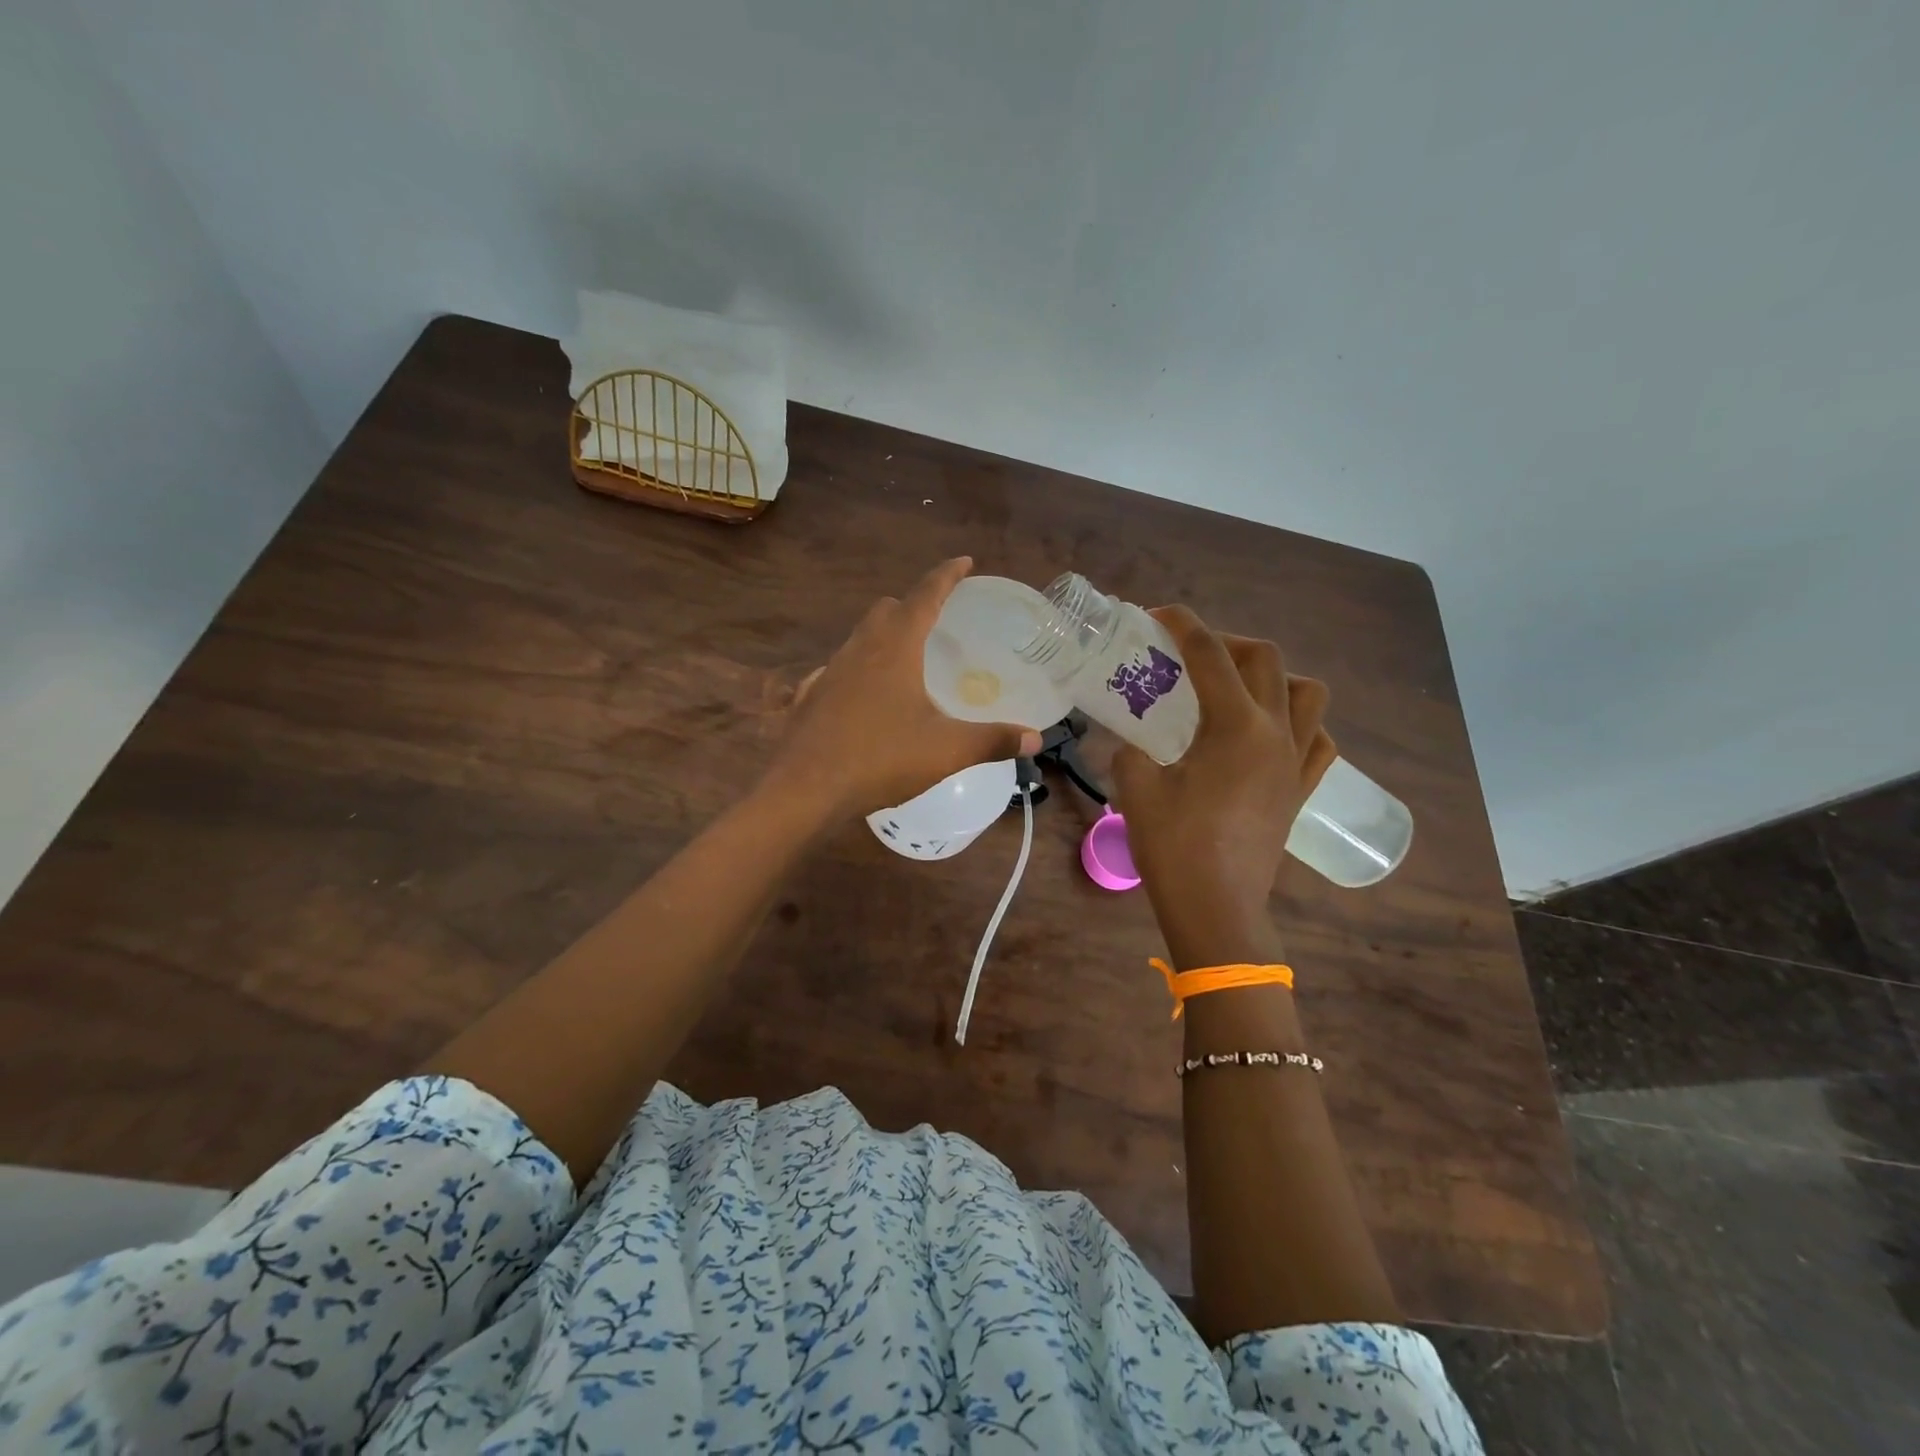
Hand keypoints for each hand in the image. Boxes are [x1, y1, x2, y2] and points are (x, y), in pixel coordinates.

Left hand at [764, 558, 1042, 819]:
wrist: (805, 790)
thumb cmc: (880, 759)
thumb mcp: (946, 751)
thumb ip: (993, 741)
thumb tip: (1035, 739)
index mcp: (895, 647)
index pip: (925, 595)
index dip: (947, 575)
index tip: (964, 562)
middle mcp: (860, 648)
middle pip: (887, 609)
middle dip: (914, 605)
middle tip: (937, 618)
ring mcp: (830, 671)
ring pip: (860, 637)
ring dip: (885, 635)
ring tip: (908, 658)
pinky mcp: (813, 696)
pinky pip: (841, 668)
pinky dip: (861, 669)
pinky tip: (869, 696)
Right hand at [1113, 606, 1335, 965]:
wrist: (1216, 909)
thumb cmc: (1174, 847)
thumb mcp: (1135, 788)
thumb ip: (1130, 750)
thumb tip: (1129, 741)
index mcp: (1235, 726)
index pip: (1210, 654)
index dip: (1183, 624)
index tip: (1158, 615)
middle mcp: (1275, 733)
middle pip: (1266, 659)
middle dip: (1227, 643)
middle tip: (1191, 657)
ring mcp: (1296, 762)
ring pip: (1307, 693)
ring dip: (1273, 677)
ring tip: (1237, 690)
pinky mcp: (1300, 790)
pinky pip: (1319, 741)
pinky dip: (1300, 724)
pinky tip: (1270, 735)